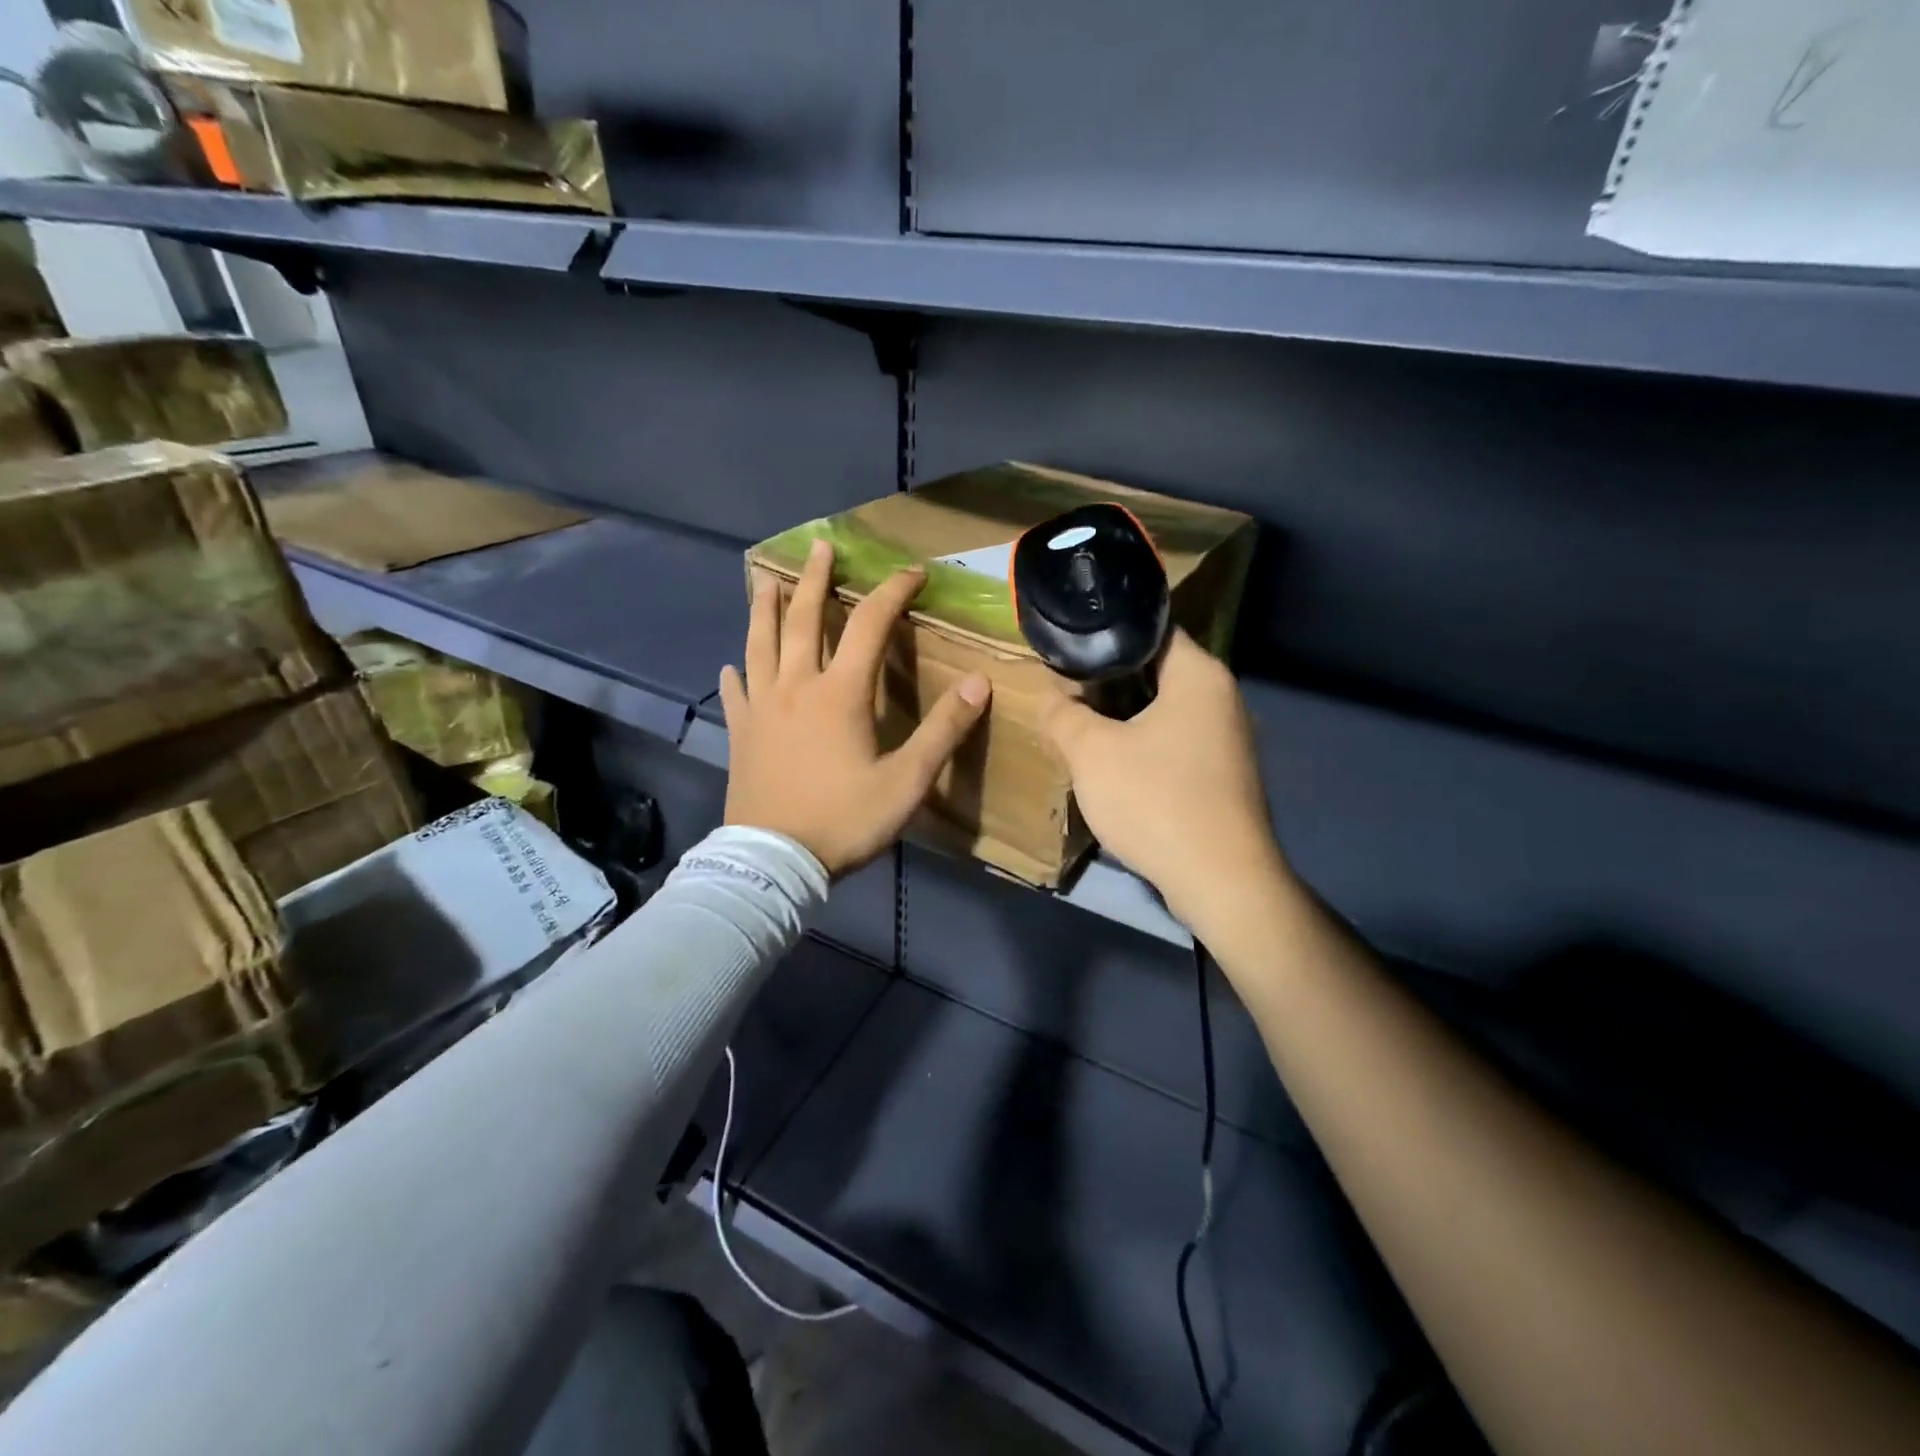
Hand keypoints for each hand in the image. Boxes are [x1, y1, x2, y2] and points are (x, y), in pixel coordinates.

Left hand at [721, 538, 991, 876]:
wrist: (773, 862)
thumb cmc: (844, 820)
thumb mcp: (907, 781)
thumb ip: (943, 730)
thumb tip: (978, 681)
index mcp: (839, 693)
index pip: (870, 625)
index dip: (892, 593)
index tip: (912, 573)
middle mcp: (796, 687)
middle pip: (804, 620)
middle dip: (815, 579)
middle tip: (819, 547)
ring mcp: (762, 708)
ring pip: (760, 645)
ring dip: (766, 610)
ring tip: (768, 582)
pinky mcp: (741, 734)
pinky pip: (735, 693)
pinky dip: (735, 673)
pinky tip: (731, 665)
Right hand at [1041, 630, 1287, 931]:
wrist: (1219, 879)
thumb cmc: (1155, 799)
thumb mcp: (1091, 752)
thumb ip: (1063, 714)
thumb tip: (1048, 693)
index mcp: (1199, 675)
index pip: (1151, 629)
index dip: (1106, 633)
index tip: (1069, 644)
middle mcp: (1223, 698)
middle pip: (1157, 671)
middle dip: (1109, 679)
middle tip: (1066, 686)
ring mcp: (1228, 739)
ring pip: (1165, 711)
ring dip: (1124, 716)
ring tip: (1081, 722)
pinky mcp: (1223, 776)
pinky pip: (1176, 744)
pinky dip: (1144, 745)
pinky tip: (1114, 763)